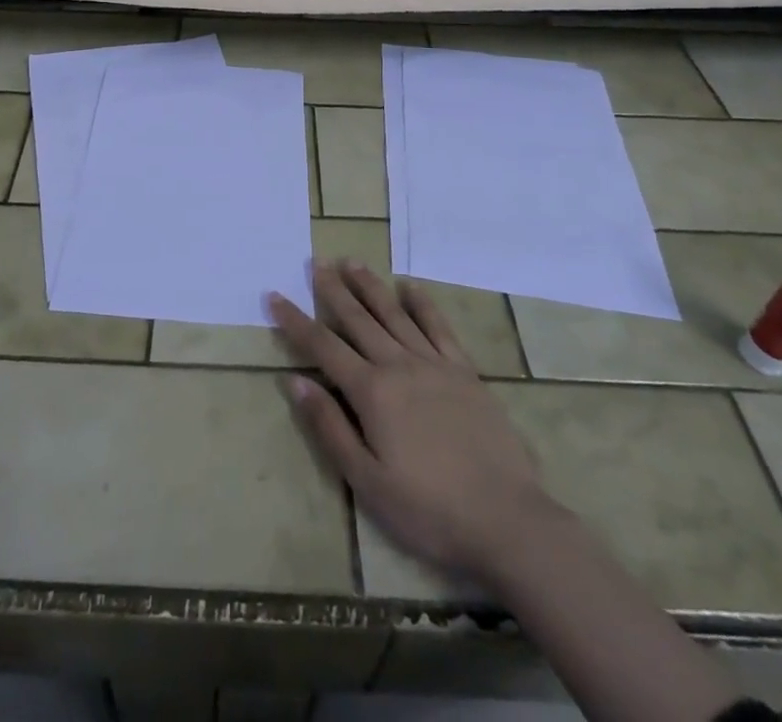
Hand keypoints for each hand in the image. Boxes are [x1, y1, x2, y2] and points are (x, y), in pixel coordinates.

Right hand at [269, 259, 552, 589]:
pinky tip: (410, 288)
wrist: (506, 520)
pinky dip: (423, 304)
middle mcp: (399, 365)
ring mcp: (435, 364)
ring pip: (394, 314)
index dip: (296, 321)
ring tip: (352, 262)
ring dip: (370, 286)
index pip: (323, 346)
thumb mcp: (367, 481)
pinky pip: (439, 327)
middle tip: (315, 262)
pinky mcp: (465, 372)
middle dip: (333, 290)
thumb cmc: (428, 510)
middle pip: (358, 319)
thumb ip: (330, 427)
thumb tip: (296, 381)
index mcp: (372, 392)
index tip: (275, 296)